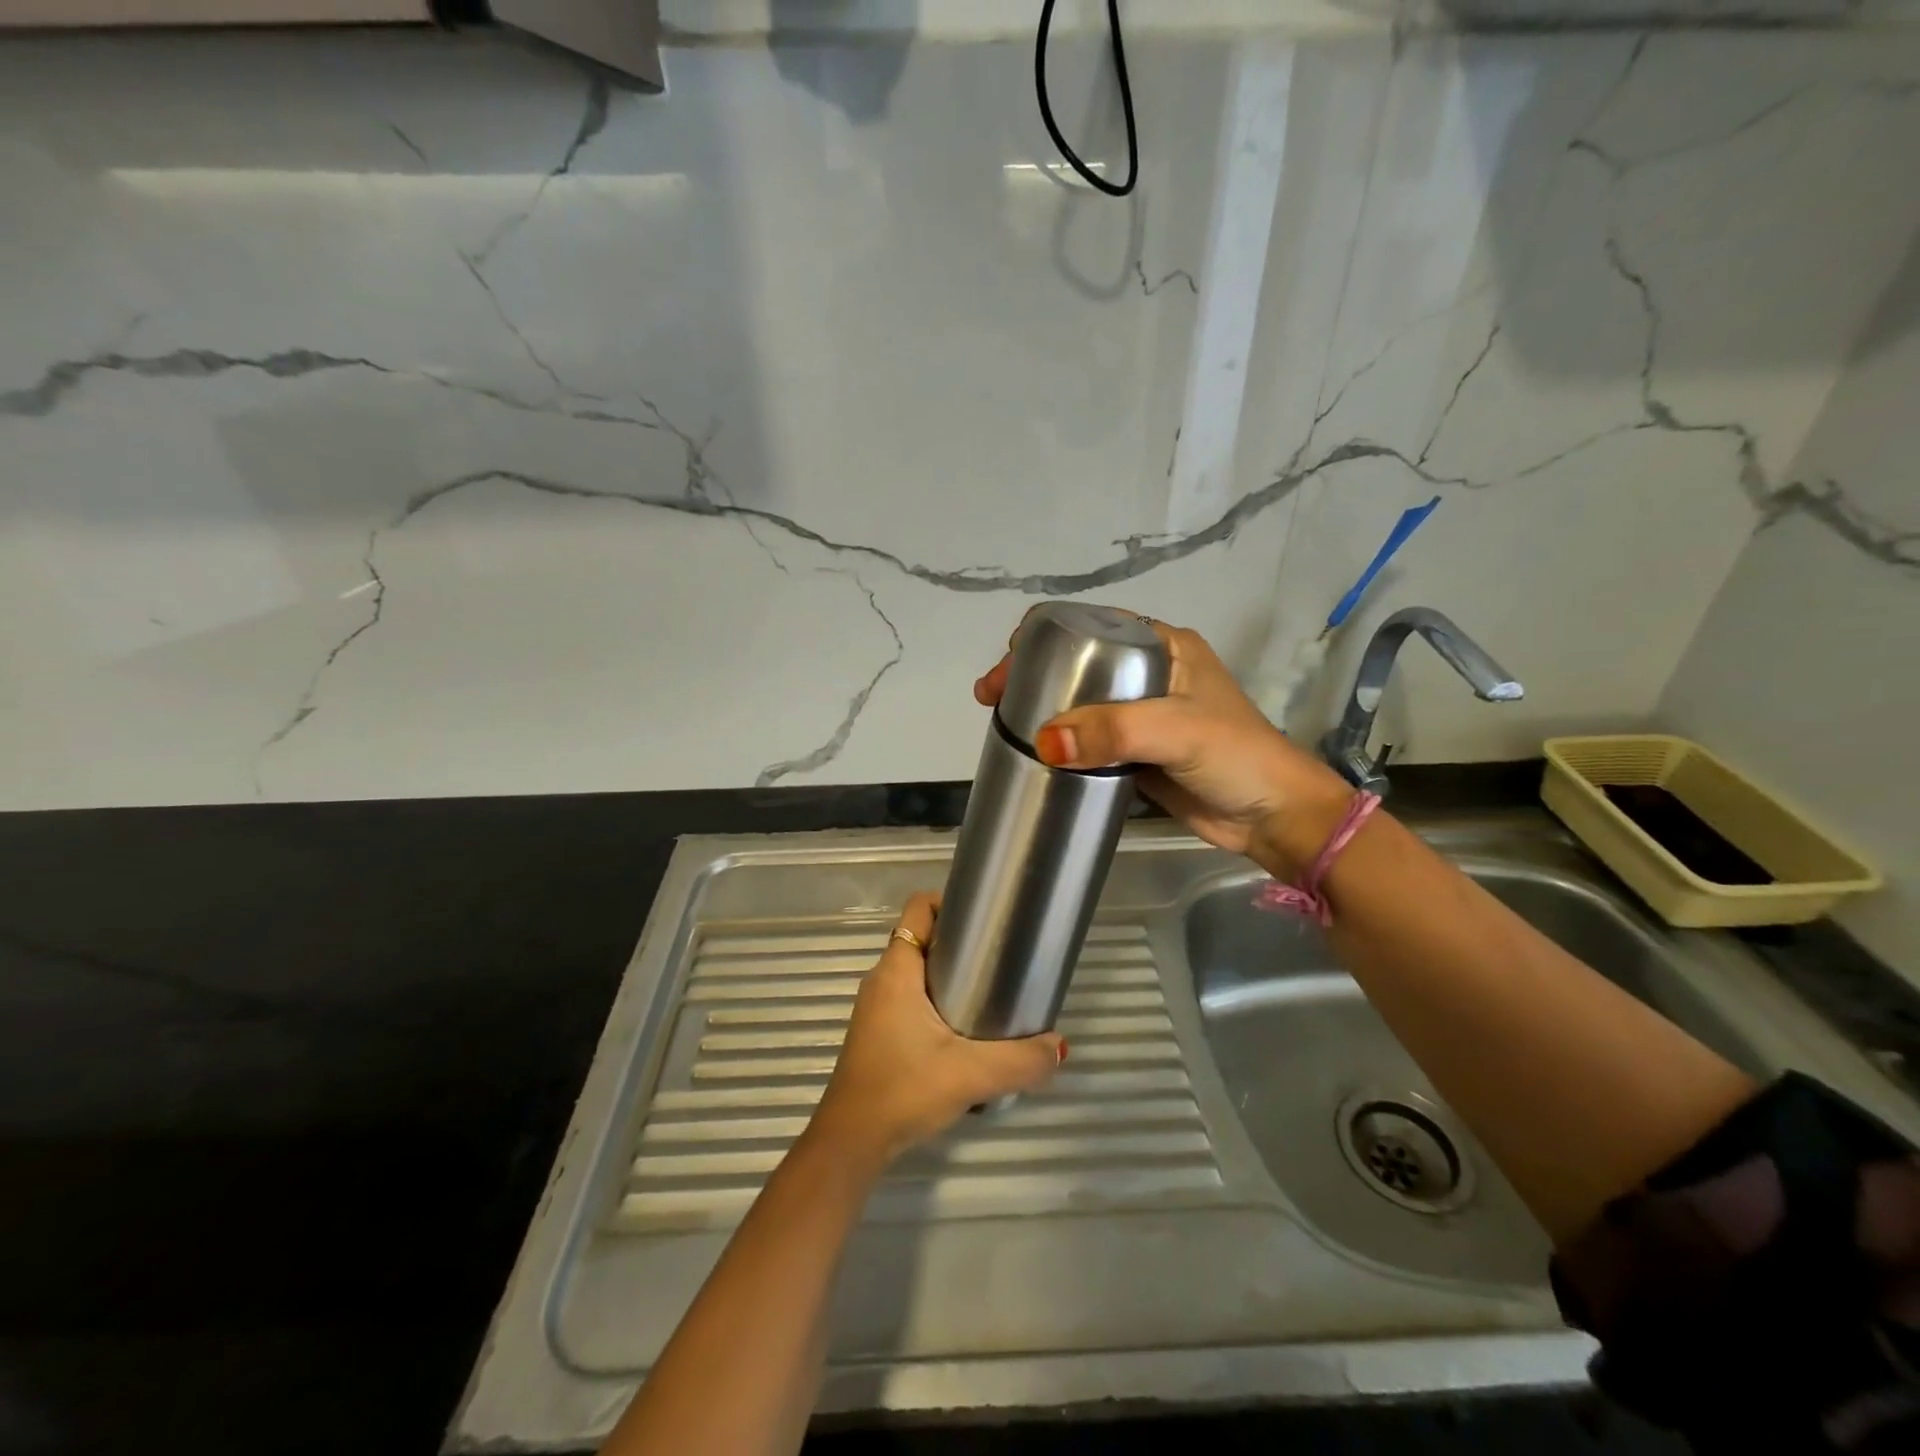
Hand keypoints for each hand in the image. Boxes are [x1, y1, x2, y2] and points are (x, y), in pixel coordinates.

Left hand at [807, 893, 1064, 1168]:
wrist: (851, 1142)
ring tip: (990, 992)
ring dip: (949, 974)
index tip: (986, 919)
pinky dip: (937, 1000)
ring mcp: (877, 1007)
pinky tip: (964, 1030)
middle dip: (960, 942)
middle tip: (1000, 958)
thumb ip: (1020, 1061)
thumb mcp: (970, 1074)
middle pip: (922, 938)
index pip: (919, 908)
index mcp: (897, 970)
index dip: (950, 902)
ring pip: (917, 971)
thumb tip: (1059, 1046)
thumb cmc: (903, 1090)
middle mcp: (883, 980)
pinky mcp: (878, 1032)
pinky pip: (910, 998)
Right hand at [974, 610, 1354, 879]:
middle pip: (1078, 664)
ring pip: (1080, 703)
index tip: (1008, 661)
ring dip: (1043, 710)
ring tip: (1001, 725)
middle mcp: (1150, 673)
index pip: (1092, 626)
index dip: (1045, 636)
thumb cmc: (1235, 757)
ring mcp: (1142, 715)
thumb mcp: (1176, 731)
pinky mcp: (1136, 753)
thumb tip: (1043, 741)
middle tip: (991, 698)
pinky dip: (1061, 743)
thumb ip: (1113, 731)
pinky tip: (1034, 752)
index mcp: (1163, 647)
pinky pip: (1089, 740)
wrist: (1273, 818)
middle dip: (1033, 674)